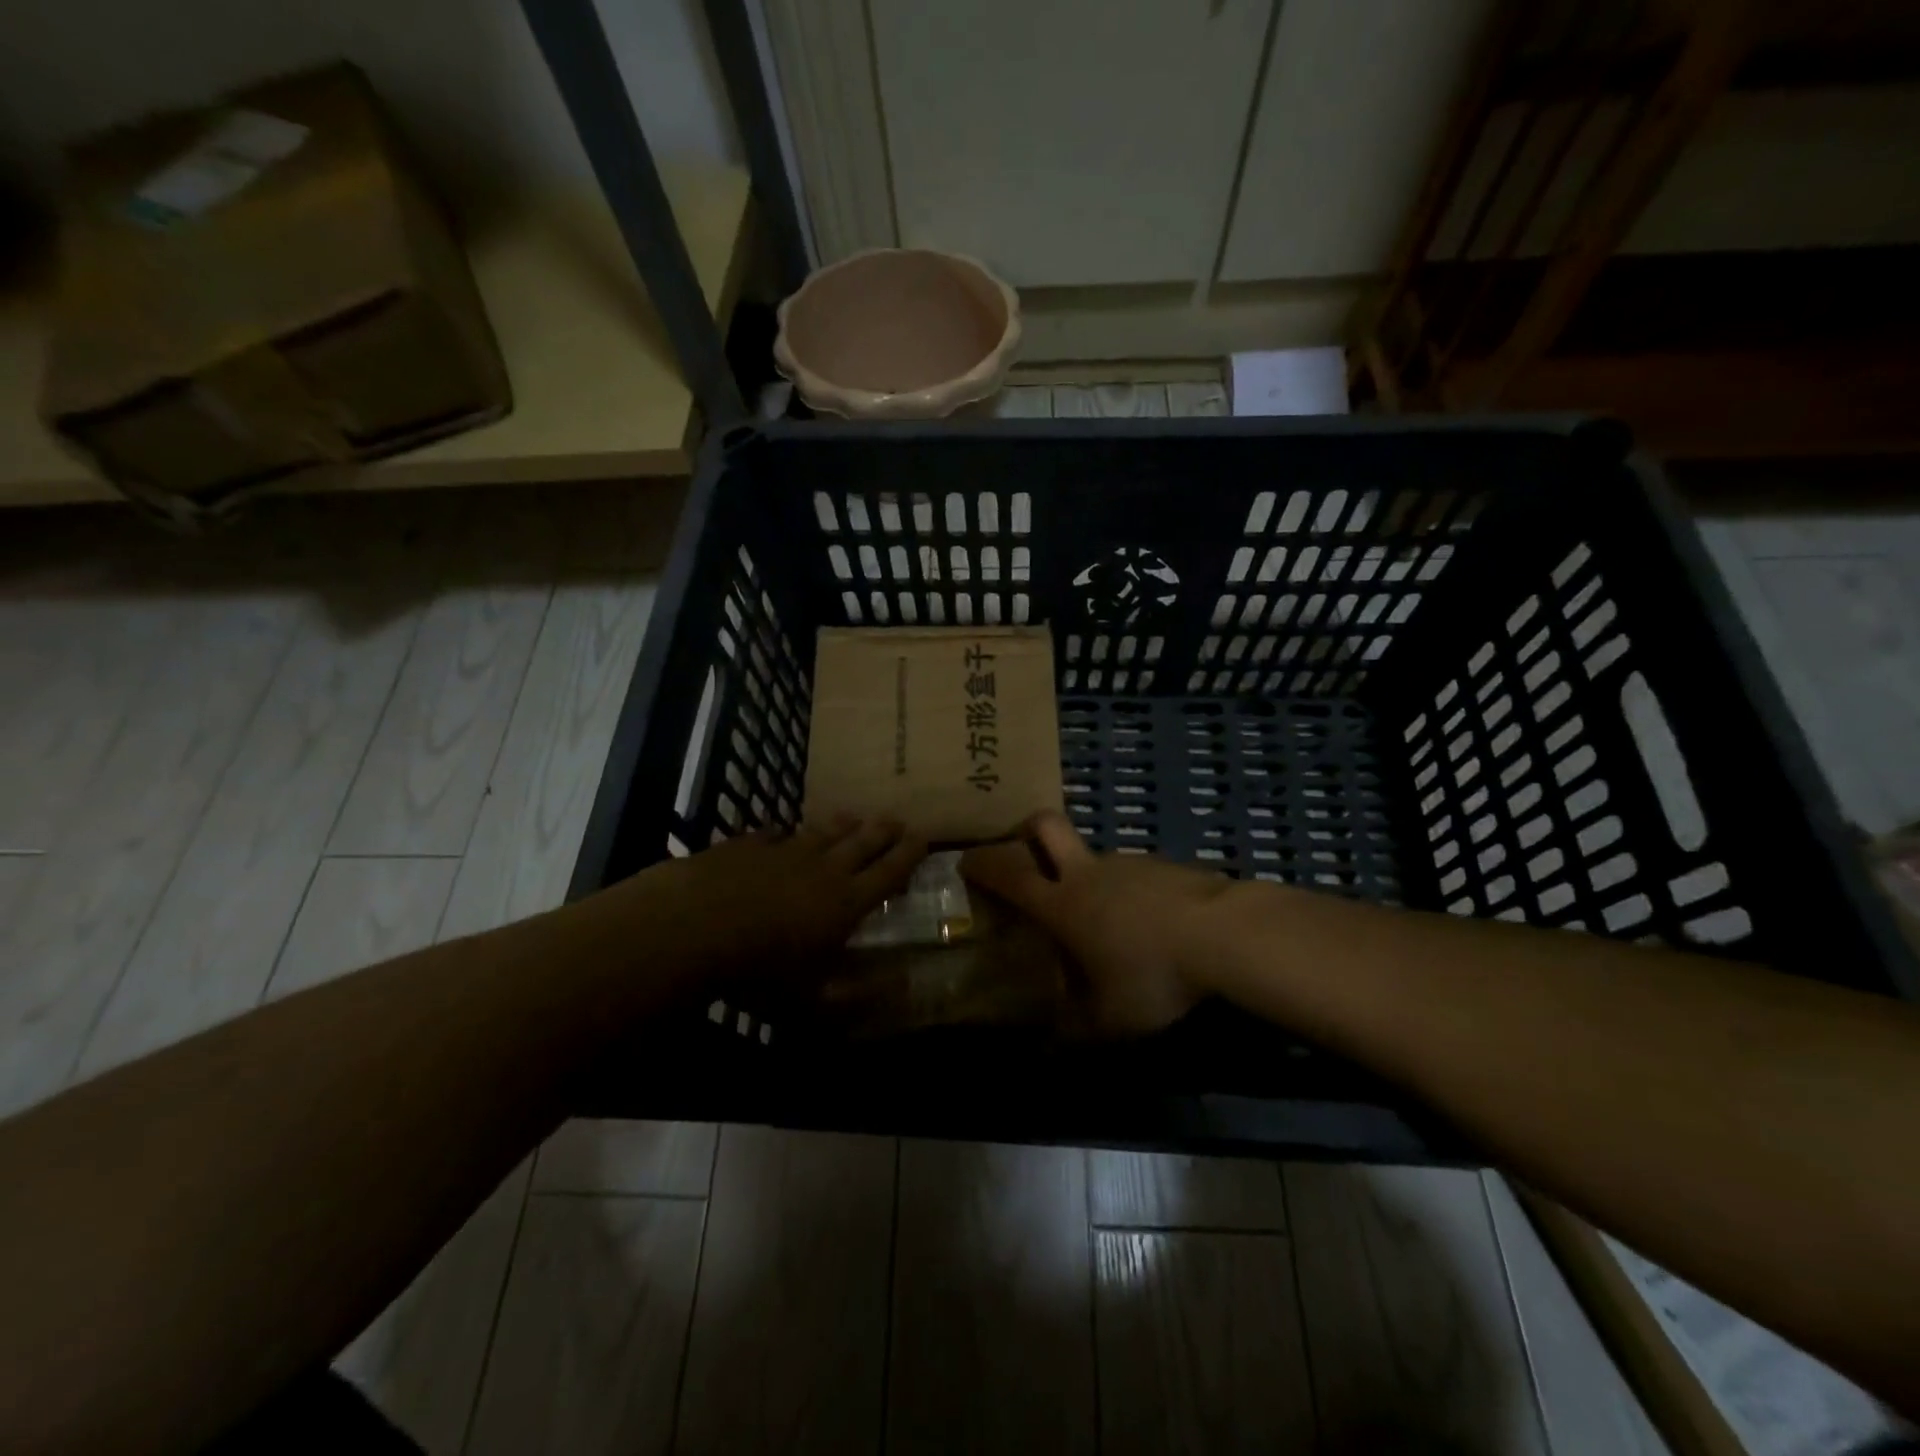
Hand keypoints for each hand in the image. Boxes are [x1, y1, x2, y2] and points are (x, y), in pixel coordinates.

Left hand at [661, 815, 925, 970]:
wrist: (693, 926)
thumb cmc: (759, 970)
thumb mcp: (812, 999)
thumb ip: (858, 994)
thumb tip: (904, 986)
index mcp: (846, 902)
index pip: (888, 873)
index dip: (908, 855)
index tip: (923, 838)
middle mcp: (823, 869)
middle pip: (862, 843)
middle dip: (883, 831)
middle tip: (898, 820)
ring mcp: (785, 852)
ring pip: (822, 833)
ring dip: (842, 825)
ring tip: (854, 816)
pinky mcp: (749, 845)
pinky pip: (774, 833)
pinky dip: (785, 832)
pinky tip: (783, 831)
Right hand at [959, 811, 1231, 1034]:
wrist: (1223, 934)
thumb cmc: (1152, 974)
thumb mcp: (1110, 1020)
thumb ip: (1074, 1033)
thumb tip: (1046, 1053)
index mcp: (1063, 904)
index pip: (1009, 874)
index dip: (983, 863)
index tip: (965, 860)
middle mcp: (1088, 873)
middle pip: (1046, 826)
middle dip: (1026, 829)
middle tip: (1022, 849)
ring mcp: (1128, 863)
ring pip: (1093, 855)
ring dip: (1085, 874)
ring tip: (1101, 919)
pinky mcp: (1163, 865)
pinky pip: (1132, 873)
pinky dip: (1126, 891)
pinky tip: (1146, 924)